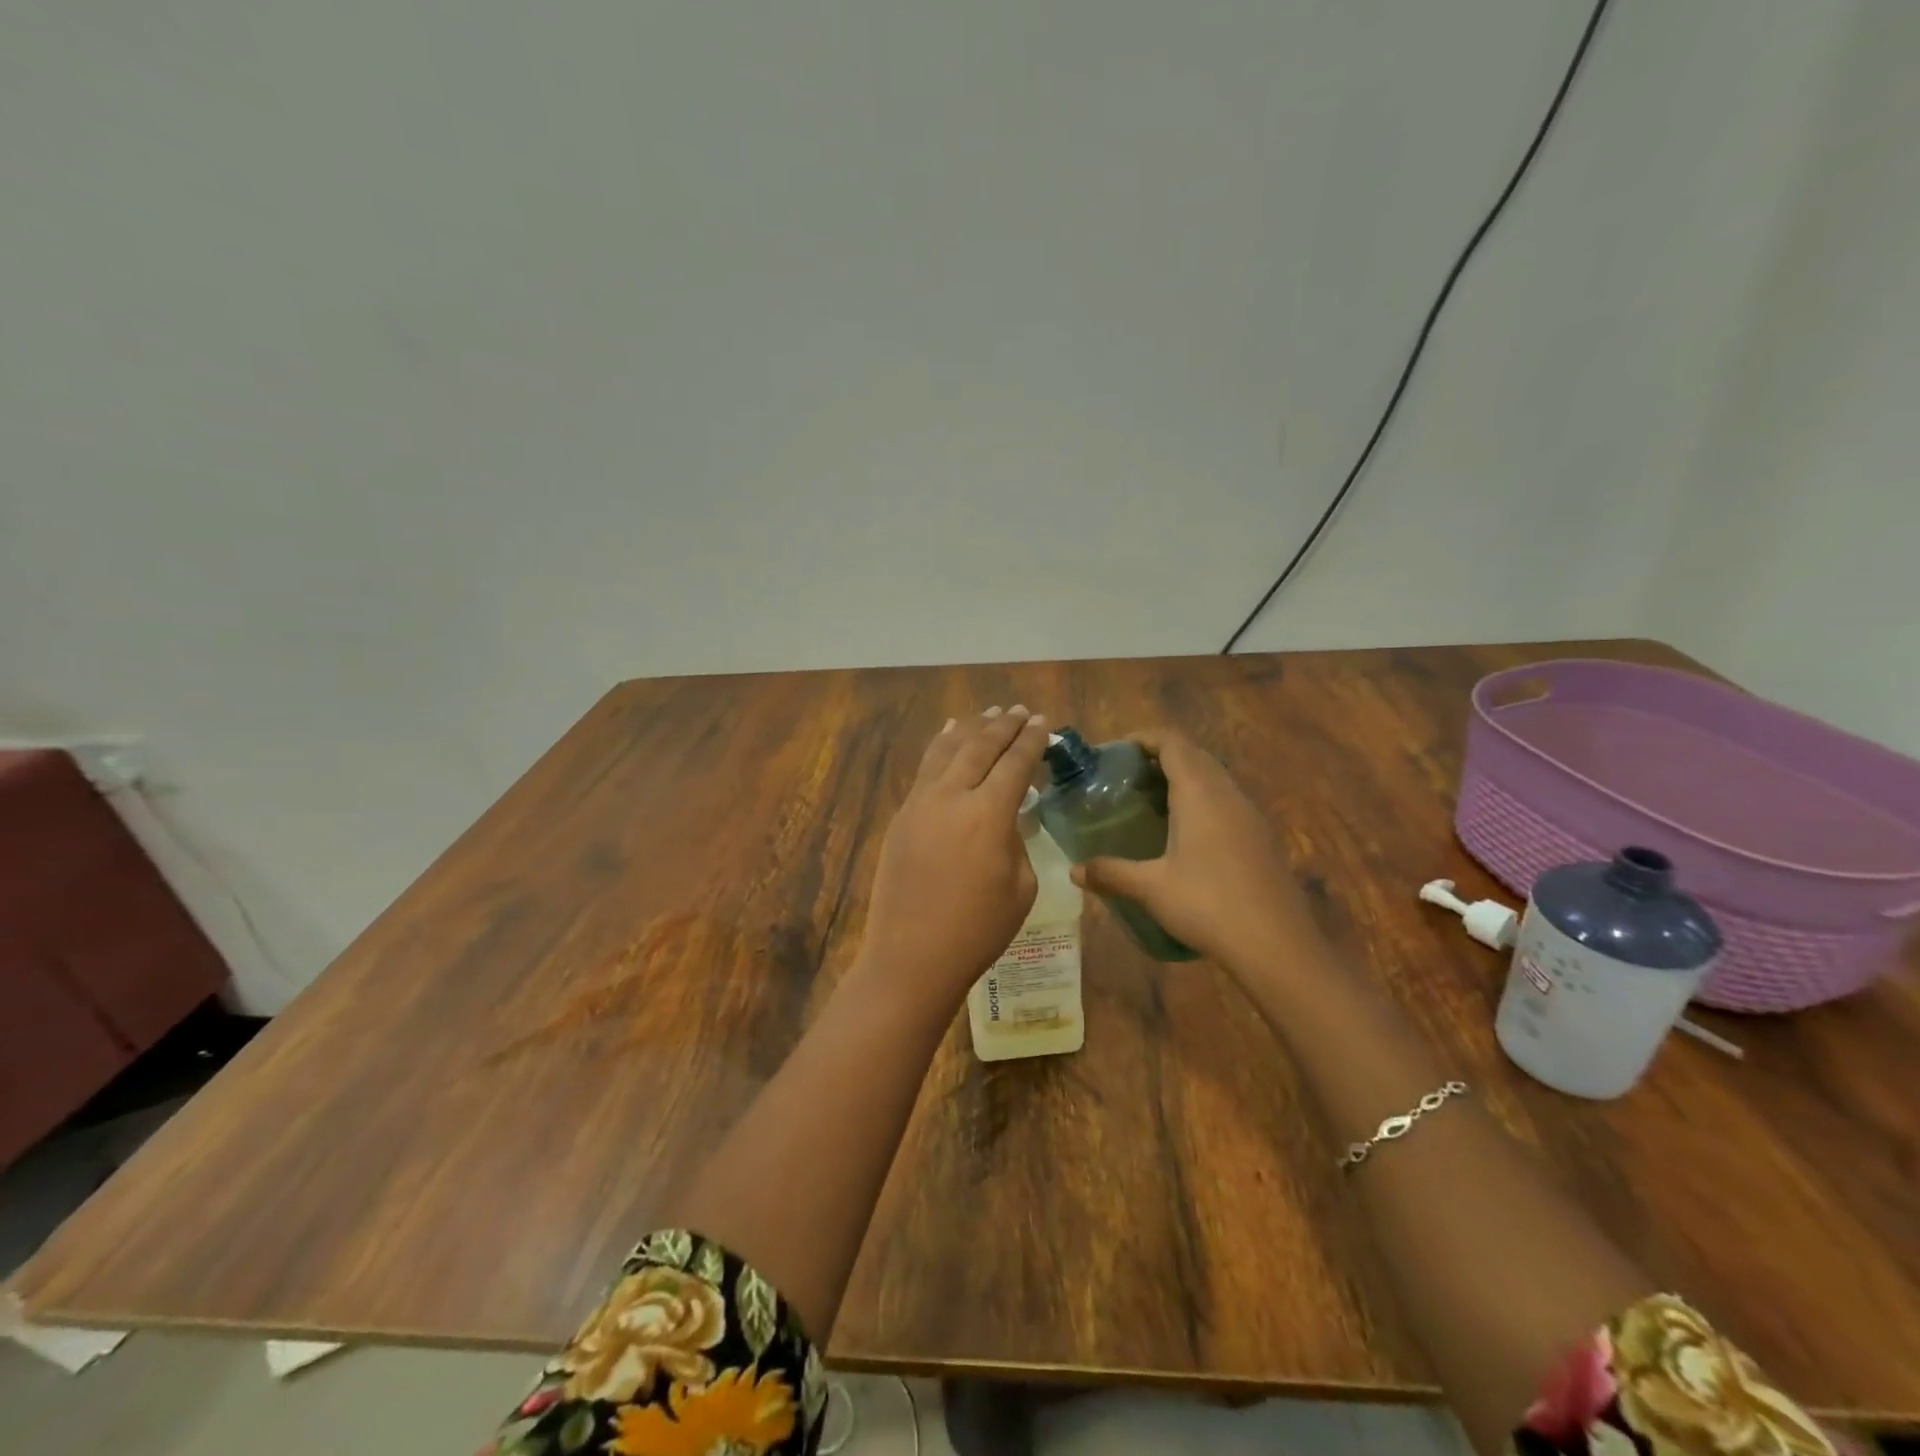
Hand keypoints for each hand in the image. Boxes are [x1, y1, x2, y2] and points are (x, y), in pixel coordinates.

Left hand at [858, 706, 1049, 1008]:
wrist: (912, 956)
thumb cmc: (978, 931)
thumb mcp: (1020, 887)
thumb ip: (1017, 841)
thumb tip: (1007, 817)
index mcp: (988, 815)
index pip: (1015, 764)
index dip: (1031, 741)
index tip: (1042, 722)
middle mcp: (951, 797)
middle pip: (980, 747)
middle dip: (1003, 726)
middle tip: (1019, 712)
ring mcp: (920, 803)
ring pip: (947, 750)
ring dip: (970, 728)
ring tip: (987, 713)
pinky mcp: (902, 816)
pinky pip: (924, 769)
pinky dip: (940, 747)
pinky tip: (948, 737)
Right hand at [1070, 728, 1311, 969]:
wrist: (1278, 946)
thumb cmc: (1209, 904)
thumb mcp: (1151, 888)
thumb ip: (1111, 873)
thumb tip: (1073, 871)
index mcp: (1200, 793)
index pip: (1172, 742)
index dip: (1144, 738)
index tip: (1116, 752)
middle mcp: (1228, 794)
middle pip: (1194, 755)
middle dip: (1160, 757)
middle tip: (1127, 778)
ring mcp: (1250, 815)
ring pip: (1214, 779)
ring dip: (1183, 779)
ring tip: (1150, 803)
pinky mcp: (1261, 838)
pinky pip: (1226, 802)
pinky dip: (1201, 802)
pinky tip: (1184, 835)